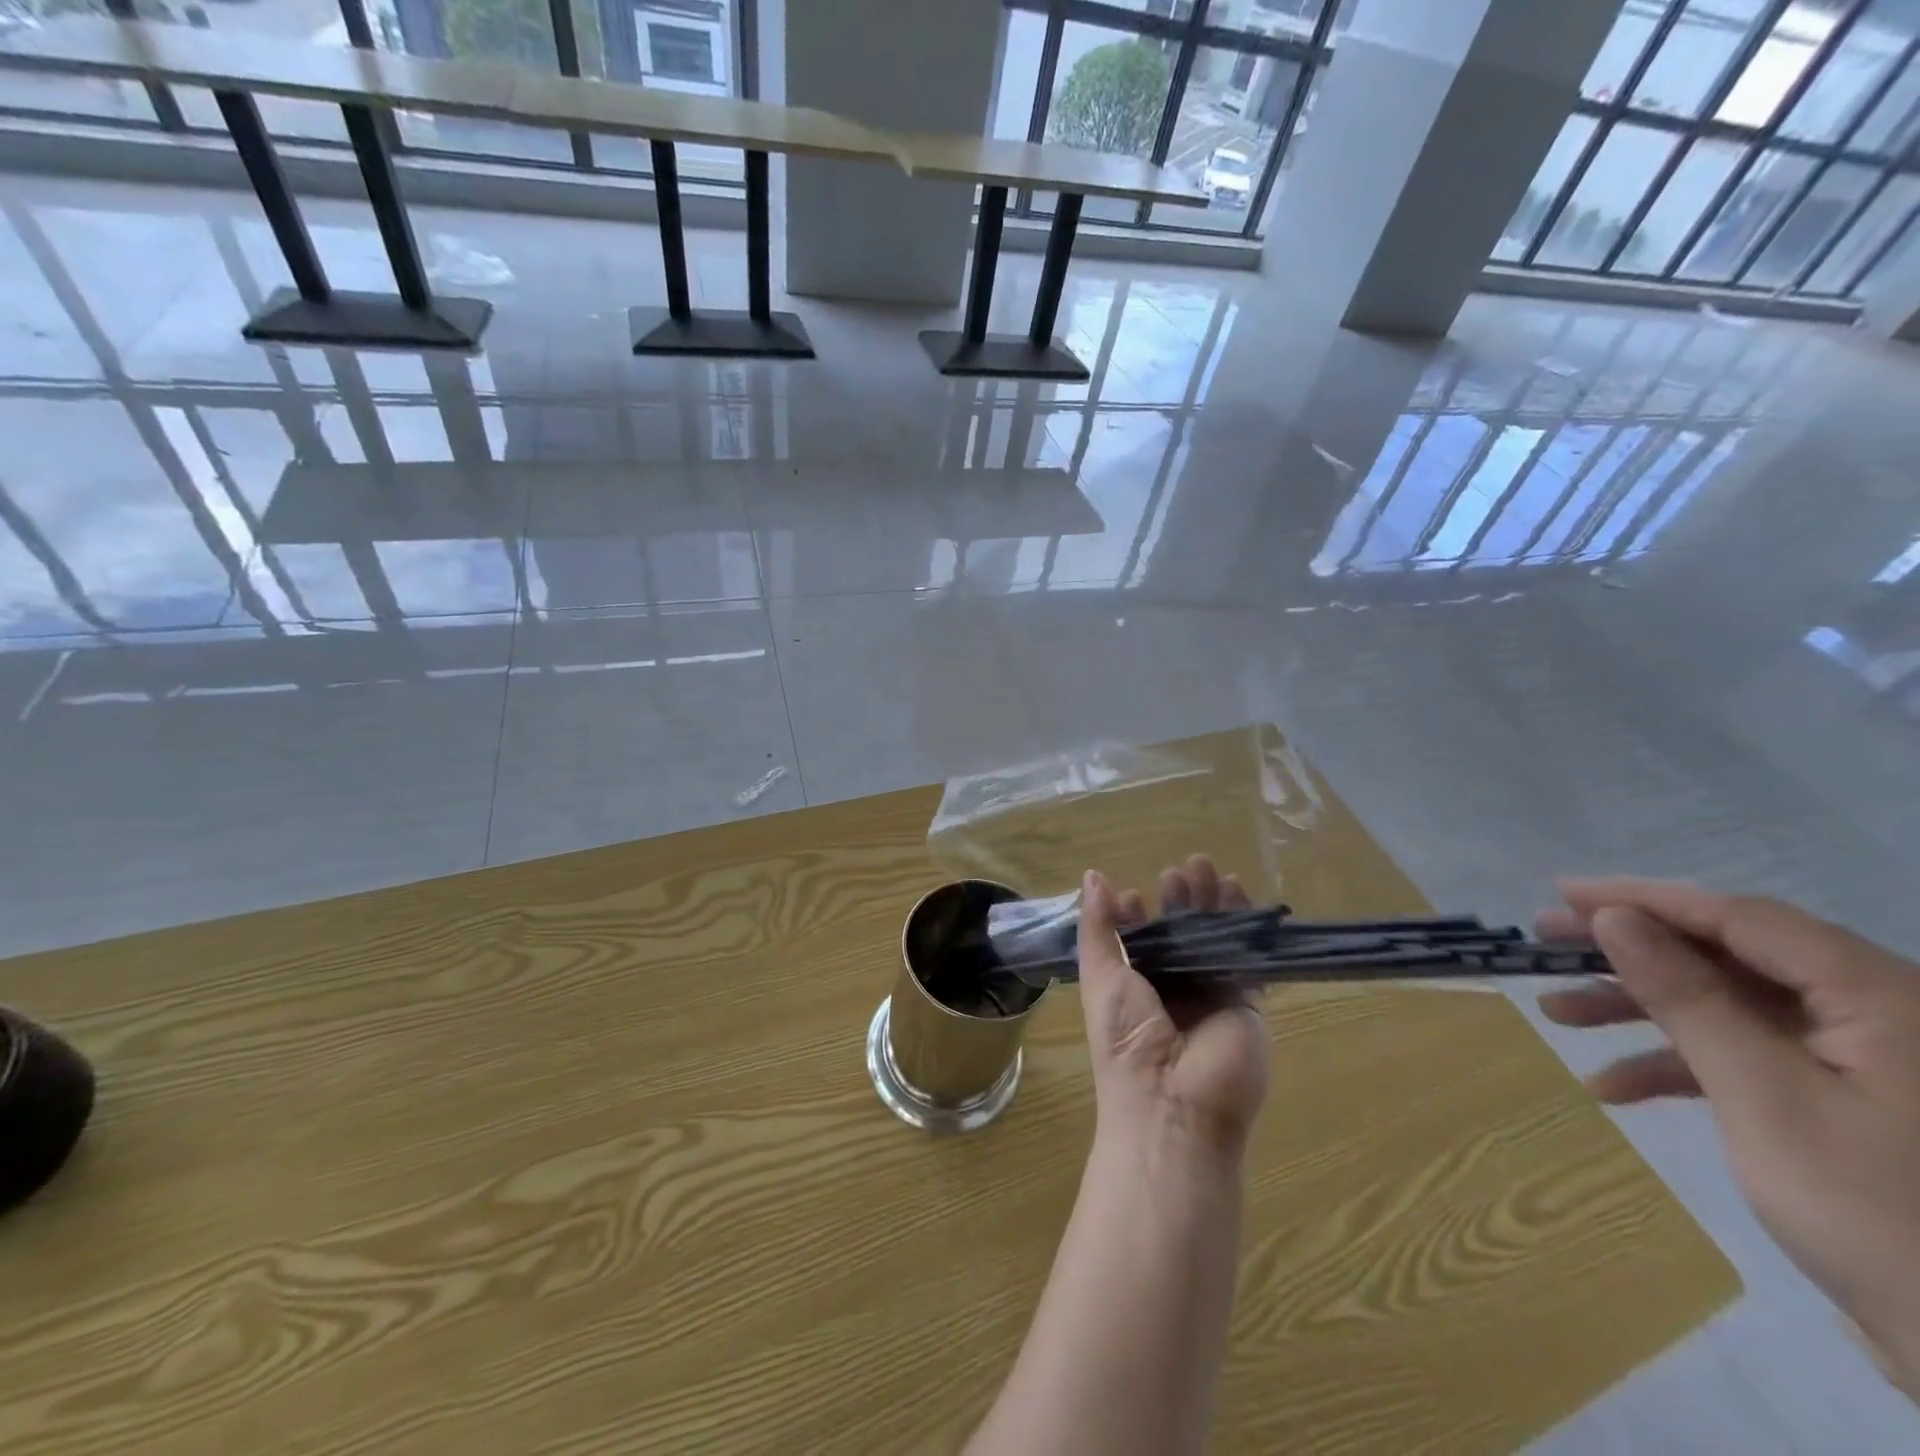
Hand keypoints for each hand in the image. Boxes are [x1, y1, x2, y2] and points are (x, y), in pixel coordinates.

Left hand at [1077, 858, 1270, 1159]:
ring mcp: (1209, 996)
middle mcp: (1170, 991)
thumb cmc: (1126, 1039)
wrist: (1174, 1105)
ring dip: (1211, 904)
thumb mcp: (1101, 976)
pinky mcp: (1245, 1003)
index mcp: (1131, 988)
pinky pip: (1246, 958)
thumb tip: (1093, 876)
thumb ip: (1098, 927)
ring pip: (1213, 939)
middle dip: (1179, 901)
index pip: (1136, 944)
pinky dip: (1245, 927)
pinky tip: (1239, 894)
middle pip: (1178, 935)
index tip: (1135, 895)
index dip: (1135, 916)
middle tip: (1180, 871)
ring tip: (1207, 869)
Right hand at [1537, 878, 1919, 1399]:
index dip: (1644, 899)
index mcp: (1882, 997)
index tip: (1563, 895)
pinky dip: (1679, 1064)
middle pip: (1729, 957)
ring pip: (1730, 1006)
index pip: (1740, 918)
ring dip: (1641, 1009)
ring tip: (1557, 1014)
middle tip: (1545, 946)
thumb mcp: (1764, 1096)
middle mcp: (1877, 1014)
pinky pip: (1749, 1057)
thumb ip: (1688, 997)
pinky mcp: (1847, 1103)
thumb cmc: (1882, 1216)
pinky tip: (1614, 1086)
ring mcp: (1863, 1062)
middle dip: (1631, 953)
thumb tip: (1616, 920)